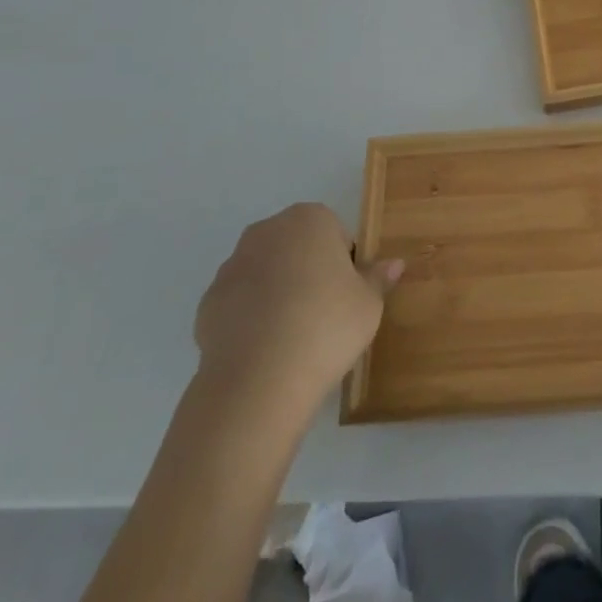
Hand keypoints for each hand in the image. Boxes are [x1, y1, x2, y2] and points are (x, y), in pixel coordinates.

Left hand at [194, 204, 401, 410]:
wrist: (257, 381)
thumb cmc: (326, 326)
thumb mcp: (368, 304)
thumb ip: (379, 278)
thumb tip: (394, 263)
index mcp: (309, 219)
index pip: (335, 234)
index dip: (344, 265)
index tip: (347, 296)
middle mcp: (267, 231)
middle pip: (297, 247)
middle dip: (308, 272)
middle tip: (324, 314)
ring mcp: (231, 265)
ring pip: (266, 273)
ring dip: (278, 293)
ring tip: (292, 337)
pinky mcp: (207, 303)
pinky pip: (239, 303)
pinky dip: (251, 318)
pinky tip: (264, 349)